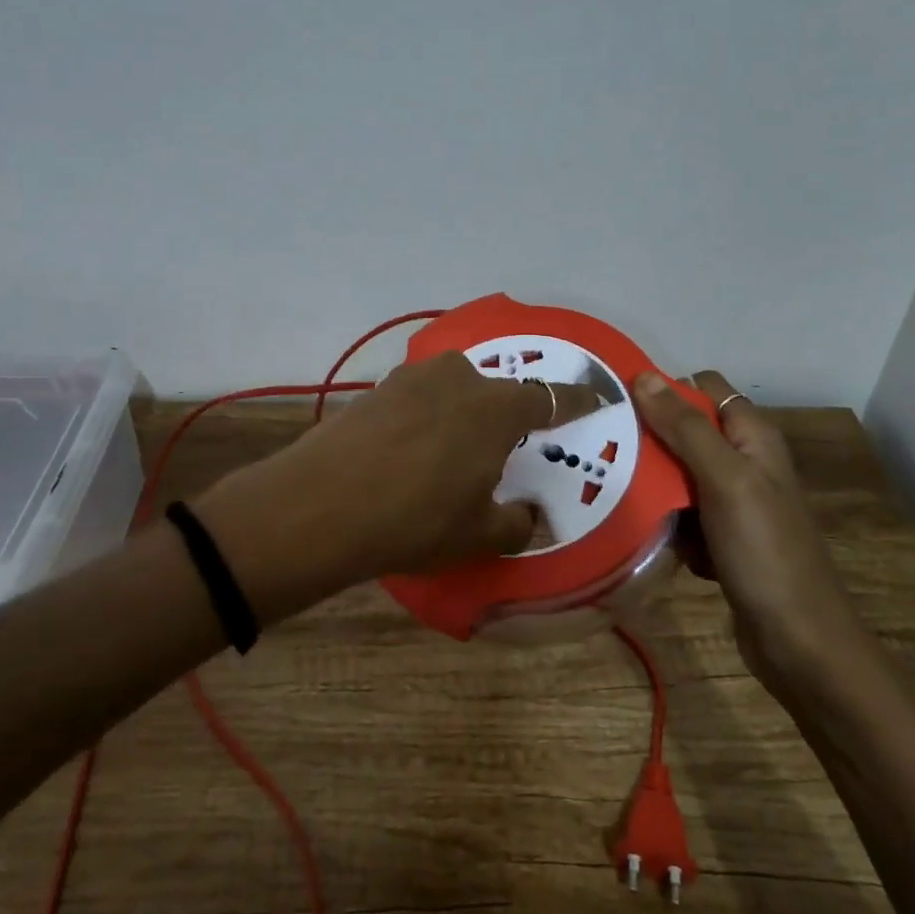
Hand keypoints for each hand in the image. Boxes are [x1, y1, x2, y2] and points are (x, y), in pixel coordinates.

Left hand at [196, 352, 554, 616]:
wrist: (320, 504)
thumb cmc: (415, 519)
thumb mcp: (478, 535)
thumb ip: (515, 523)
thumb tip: (526, 515)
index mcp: (496, 408)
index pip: (549, 398)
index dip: (574, 400)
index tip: (593, 397)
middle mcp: (459, 378)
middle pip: (494, 392)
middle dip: (502, 418)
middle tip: (497, 452)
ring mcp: (412, 378)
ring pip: (452, 391)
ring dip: (458, 415)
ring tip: (445, 455)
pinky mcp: (375, 388)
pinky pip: (416, 399)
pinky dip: (422, 419)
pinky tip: (406, 452)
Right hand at [632, 370, 866, 689]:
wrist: (799, 642)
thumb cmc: (765, 552)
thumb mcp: (725, 480)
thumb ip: (685, 428)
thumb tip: (645, 376)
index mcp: (752, 436)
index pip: (701, 389)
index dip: (663, 390)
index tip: (616, 404)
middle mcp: (744, 461)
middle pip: (684, 432)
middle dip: (648, 440)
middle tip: (603, 452)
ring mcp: (733, 502)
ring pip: (677, 474)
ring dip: (652, 484)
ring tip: (614, 491)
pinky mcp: (721, 537)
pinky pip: (681, 514)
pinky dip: (666, 522)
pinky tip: (651, 536)